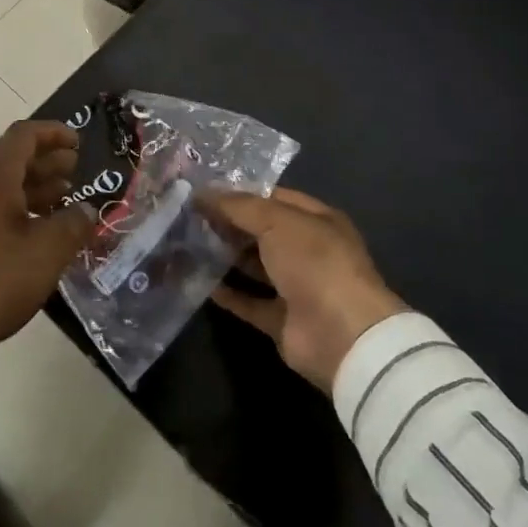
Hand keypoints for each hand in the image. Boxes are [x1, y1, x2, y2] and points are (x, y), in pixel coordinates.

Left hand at [0, 120, 93, 372]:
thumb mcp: (46, 254)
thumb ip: (72, 224)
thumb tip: (85, 210)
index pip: (22, 136)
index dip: (52, 133)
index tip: (78, 143)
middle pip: (9, 160)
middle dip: (45, 162)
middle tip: (76, 173)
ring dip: (31, 188)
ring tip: (62, 201)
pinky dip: (13, 209)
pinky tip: (33, 232)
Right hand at [202, 187, 406, 391]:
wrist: (341, 334)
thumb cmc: (314, 262)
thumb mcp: (276, 221)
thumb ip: (238, 206)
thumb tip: (201, 194)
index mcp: (316, 221)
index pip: (273, 199)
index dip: (240, 194)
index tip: (202, 192)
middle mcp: (308, 251)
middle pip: (262, 232)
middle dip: (228, 224)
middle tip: (188, 217)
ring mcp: (296, 287)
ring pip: (254, 266)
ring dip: (225, 257)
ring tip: (187, 244)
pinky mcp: (282, 320)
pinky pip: (249, 302)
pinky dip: (227, 294)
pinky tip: (199, 281)